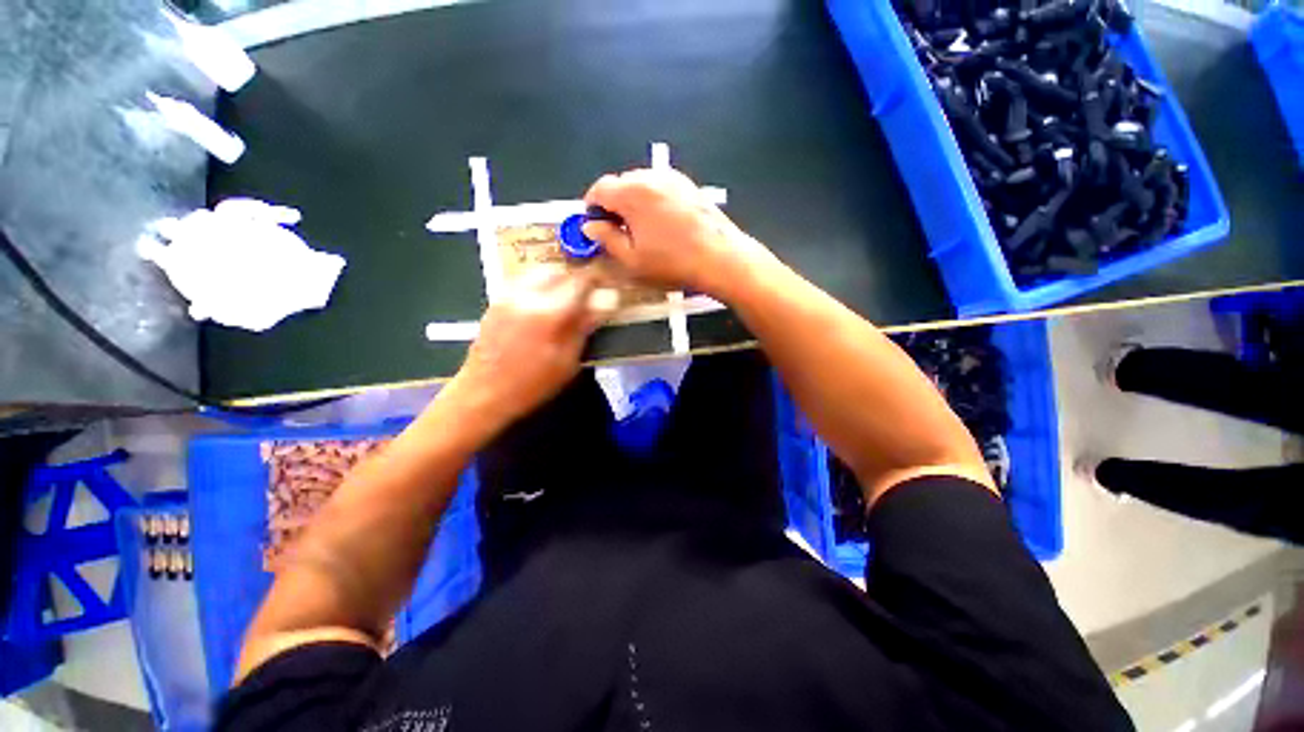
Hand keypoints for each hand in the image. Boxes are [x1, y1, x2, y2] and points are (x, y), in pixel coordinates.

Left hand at [448, 267, 615, 434]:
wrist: (484, 392)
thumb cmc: (533, 383)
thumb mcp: (568, 360)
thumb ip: (586, 325)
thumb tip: (608, 300)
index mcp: (549, 311)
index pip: (581, 280)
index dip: (598, 280)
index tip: (607, 288)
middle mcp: (527, 294)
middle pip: (560, 271)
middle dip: (577, 280)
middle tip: (587, 298)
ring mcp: (508, 295)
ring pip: (540, 273)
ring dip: (558, 281)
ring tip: (567, 301)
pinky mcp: (497, 301)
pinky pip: (524, 282)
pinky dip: (540, 286)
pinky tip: (544, 306)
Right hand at [582, 169, 769, 296]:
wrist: (720, 259)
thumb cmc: (672, 263)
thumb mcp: (632, 259)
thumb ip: (606, 239)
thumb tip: (591, 226)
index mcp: (632, 192)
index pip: (599, 188)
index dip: (591, 207)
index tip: (594, 225)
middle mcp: (651, 177)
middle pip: (620, 183)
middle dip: (613, 204)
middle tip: (617, 231)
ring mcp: (673, 178)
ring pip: (641, 184)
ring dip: (634, 202)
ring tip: (641, 230)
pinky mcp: (689, 185)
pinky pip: (661, 188)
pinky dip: (653, 201)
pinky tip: (662, 224)